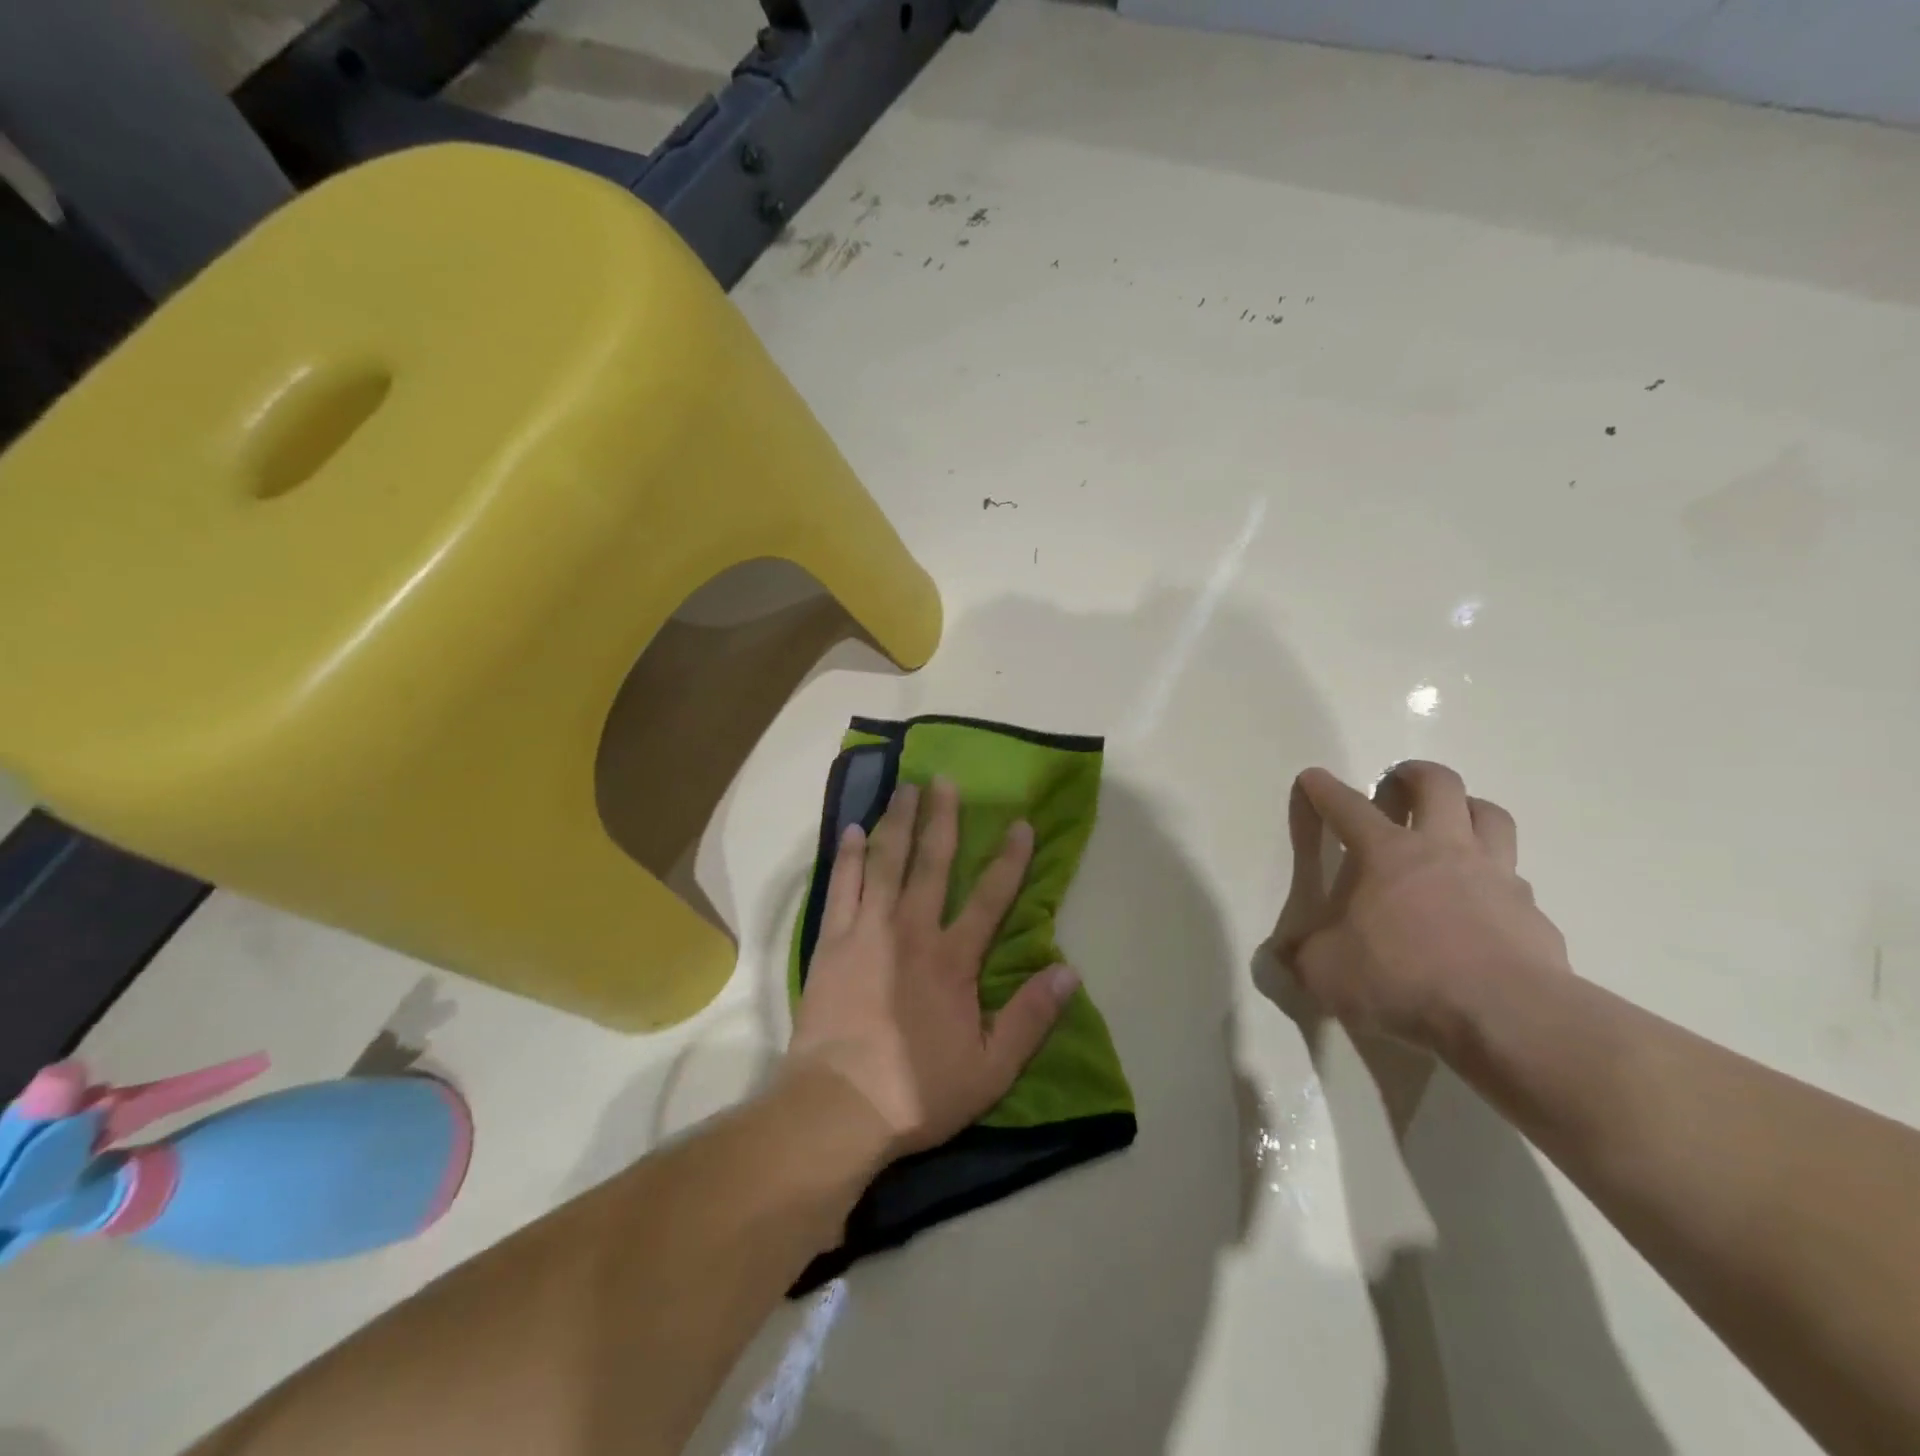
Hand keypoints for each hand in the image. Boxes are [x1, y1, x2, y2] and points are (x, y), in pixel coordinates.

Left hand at [786, 777, 1080, 1159]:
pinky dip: (847, 856)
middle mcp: (912, 931)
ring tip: (904, 788)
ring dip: (896, 822)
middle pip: (931, 863)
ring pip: (885, 863)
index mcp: (953, 959)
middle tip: (944, 779)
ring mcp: (867, 931)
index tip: (1020, 823)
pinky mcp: (832, 942)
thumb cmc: (917, 1090)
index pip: (991, 897)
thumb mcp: (991, 1068)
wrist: (837, 1108)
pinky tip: (850, 830)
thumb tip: (1069, 970)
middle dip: (942, 819)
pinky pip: (841, 886)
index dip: (1010, 859)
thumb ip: (1031, 1017)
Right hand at [1274, 761, 1571, 1055]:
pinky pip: (1516, 881)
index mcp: (1387, 854)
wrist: (1507, 1018)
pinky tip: (1485, 904)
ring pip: (1491, 817)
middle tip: (1400, 781)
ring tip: (1455, 820)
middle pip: (1439, 785)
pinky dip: (1496, 881)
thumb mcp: (1326, 972)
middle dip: (1414, 774)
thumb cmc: (1402, 979)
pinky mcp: (1534, 914)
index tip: (1314, 778)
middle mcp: (1444, 851)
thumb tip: (1289, 953)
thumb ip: (1306, 954)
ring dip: (1469, 808)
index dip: (1326, 790)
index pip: (1348, 807)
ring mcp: (1496, 877)